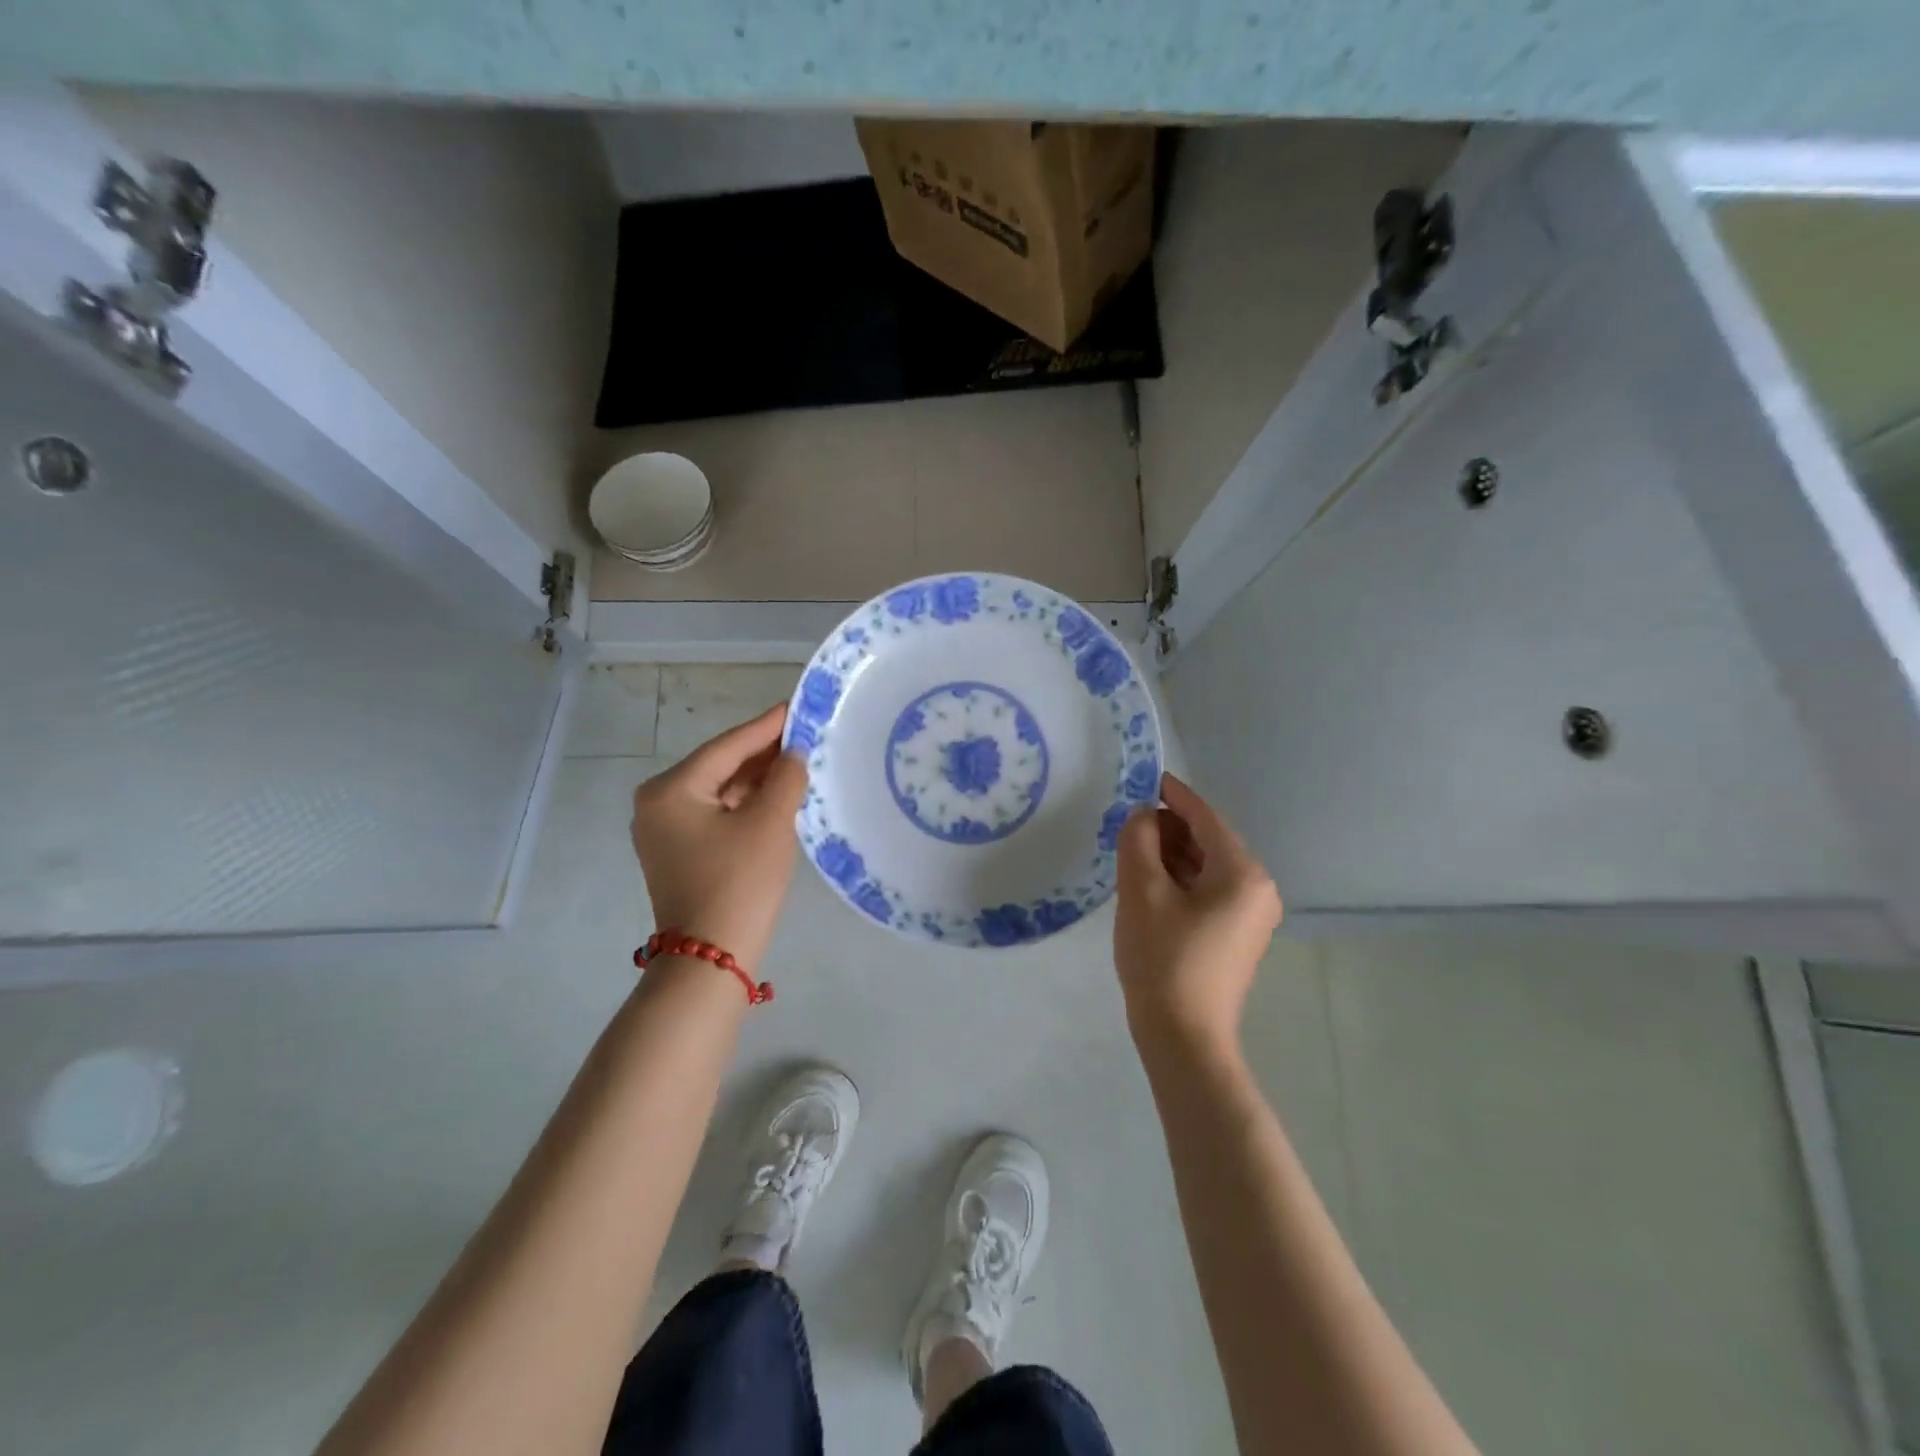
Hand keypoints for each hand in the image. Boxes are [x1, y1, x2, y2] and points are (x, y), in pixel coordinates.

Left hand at [630, 703, 808, 975]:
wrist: (711, 959)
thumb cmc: (739, 883)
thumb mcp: (770, 823)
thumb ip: (785, 777)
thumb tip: (794, 753)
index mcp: (670, 790)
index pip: (727, 746)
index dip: (767, 726)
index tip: (796, 706)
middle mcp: (657, 804)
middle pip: (720, 767)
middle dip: (762, 753)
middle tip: (804, 733)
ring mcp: (664, 830)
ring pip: (719, 791)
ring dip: (756, 779)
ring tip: (797, 760)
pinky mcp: (678, 852)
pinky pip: (716, 814)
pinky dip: (745, 804)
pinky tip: (776, 794)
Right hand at [1114, 772, 1282, 1055]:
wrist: (1183, 1037)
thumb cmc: (1163, 959)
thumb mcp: (1141, 892)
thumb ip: (1139, 840)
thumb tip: (1144, 816)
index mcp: (1243, 872)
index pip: (1206, 817)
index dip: (1174, 795)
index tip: (1146, 777)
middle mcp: (1258, 888)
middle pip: (1209, 840)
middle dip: (1169, 828)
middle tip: (1128, 825)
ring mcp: (1251, 915)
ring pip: (1207, 866)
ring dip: (1172, 855)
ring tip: (1133, 852)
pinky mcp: (1238, 935)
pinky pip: (1208, 891)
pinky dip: (1181, 880)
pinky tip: (1150, 882)